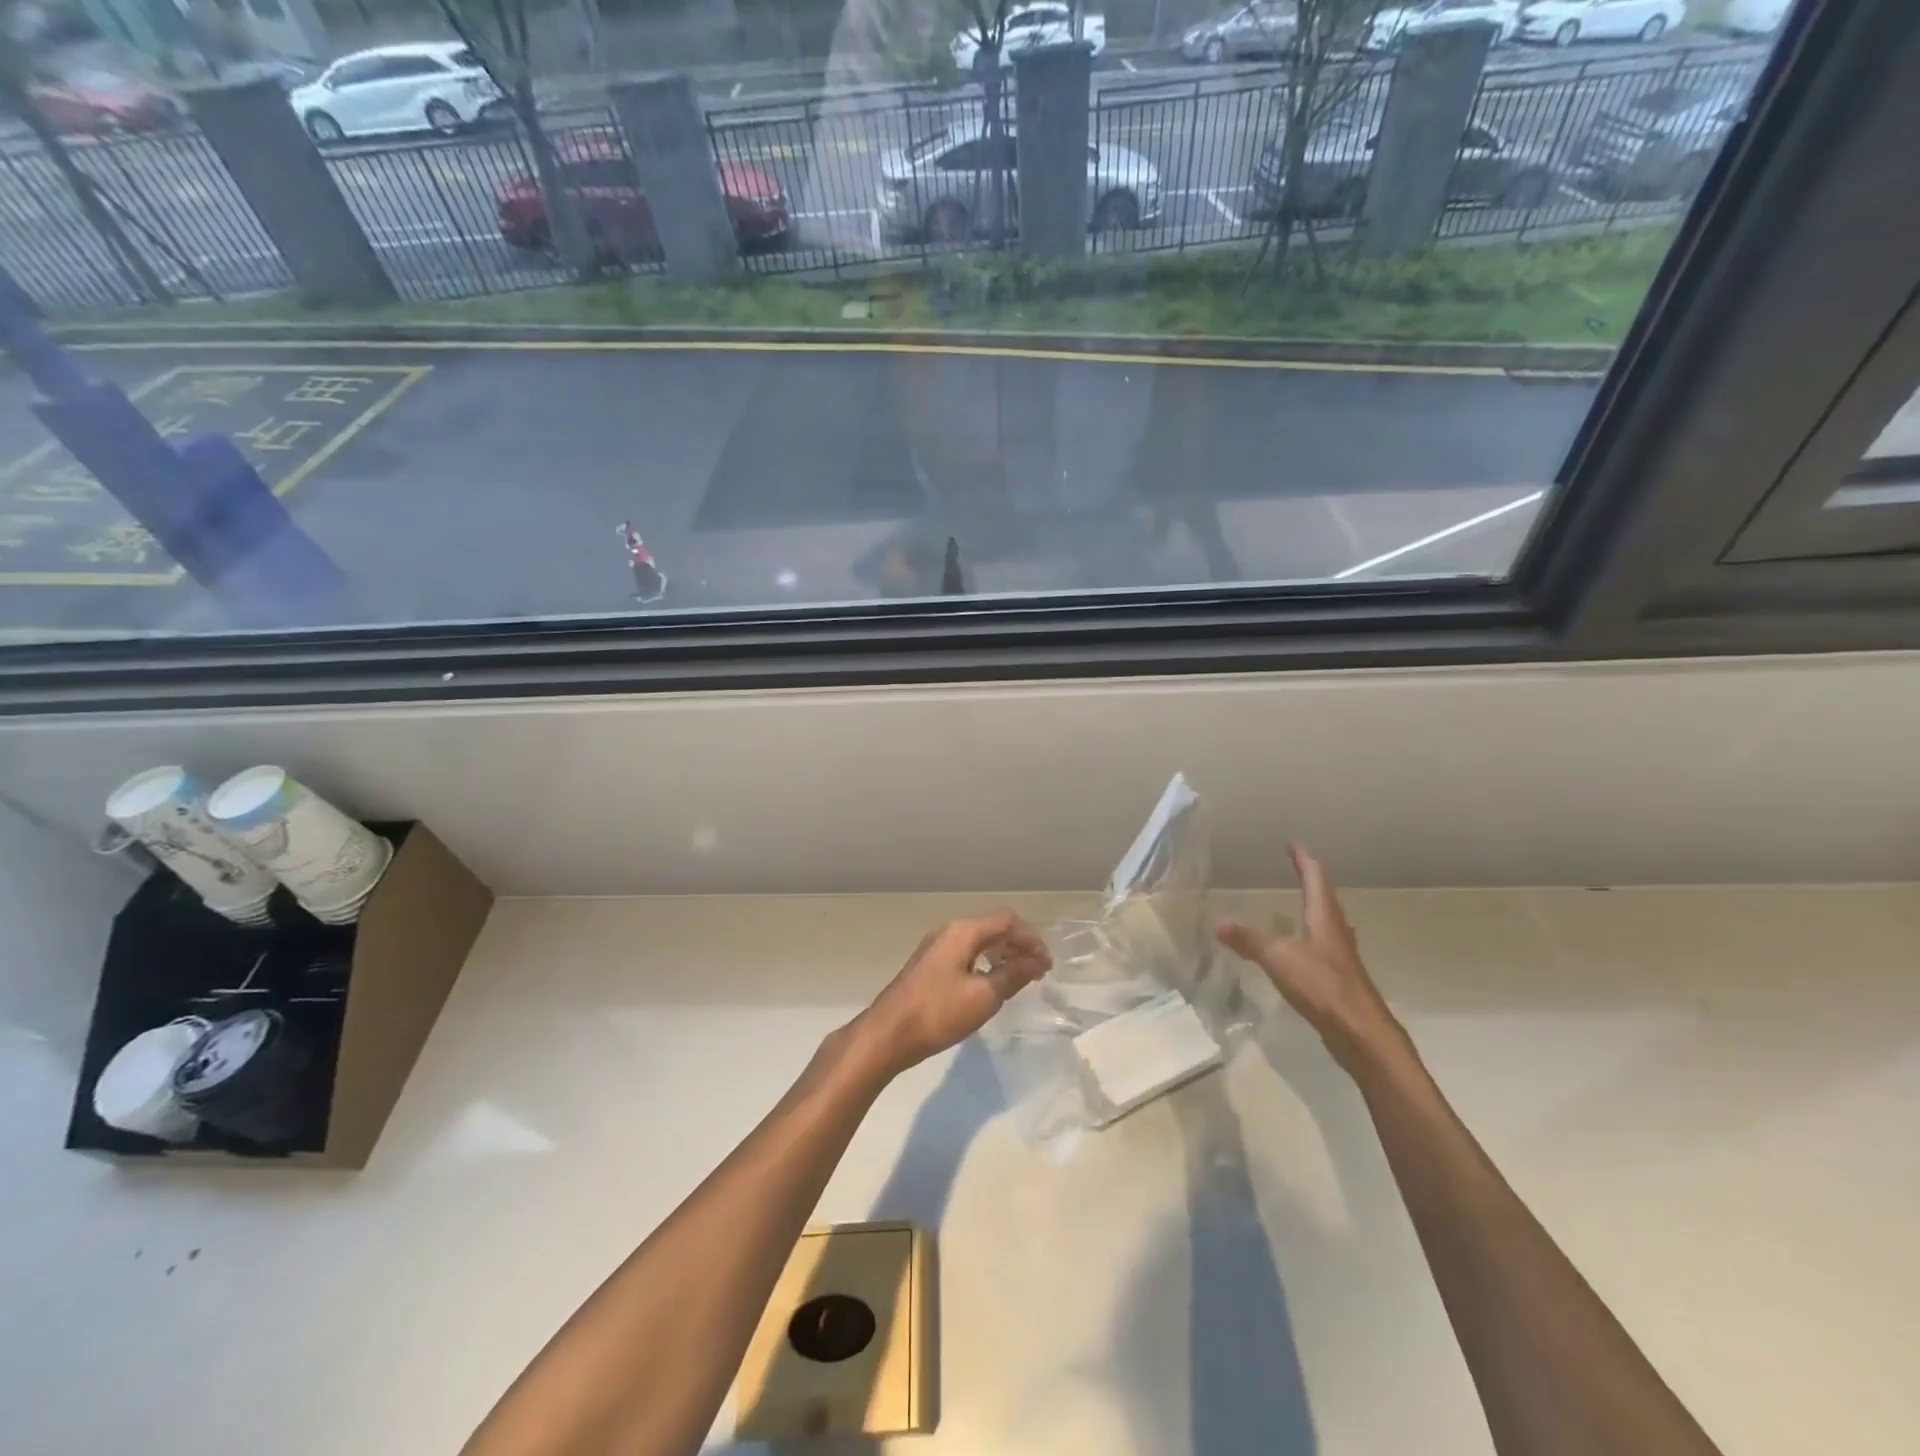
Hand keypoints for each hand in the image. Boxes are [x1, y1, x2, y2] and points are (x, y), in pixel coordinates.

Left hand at [854, 910, 1051, 1075]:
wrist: (889, 1034)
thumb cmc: (939, 1013)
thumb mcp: (984, 996)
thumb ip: (1013, 975)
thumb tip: (1037, 960)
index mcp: (963, 931)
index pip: (1007, 920)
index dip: (1031, 939)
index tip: (1046, 965)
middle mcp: (949, 931)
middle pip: (993, 927)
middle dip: (1018, 945)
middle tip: (1037, 971)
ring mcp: (936, 947)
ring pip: (979, 940)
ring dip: (1002, 953)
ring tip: (1019, 978)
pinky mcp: (930, 964)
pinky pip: (966, 952)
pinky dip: (985, 962)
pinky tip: (991, 984)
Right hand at [1215, 843, 1404, 1075]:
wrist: (1360, 1033)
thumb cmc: (1323, 986)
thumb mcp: (1279, 959)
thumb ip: (1249, 941)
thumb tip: (1218, 922)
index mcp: (1325, 918)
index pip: (1316, 879)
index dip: (1304, 860)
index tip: (1294, 845)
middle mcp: (1336, 932)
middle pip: (1325, 898)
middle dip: (1311, 880)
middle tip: (1296, 867)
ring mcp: (1340, 956)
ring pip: (1327, 922)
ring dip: (1314, 908)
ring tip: (1299, 901)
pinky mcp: (1339, 978)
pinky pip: (1323, 946)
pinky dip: (1310, 935)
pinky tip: (1300, 947)